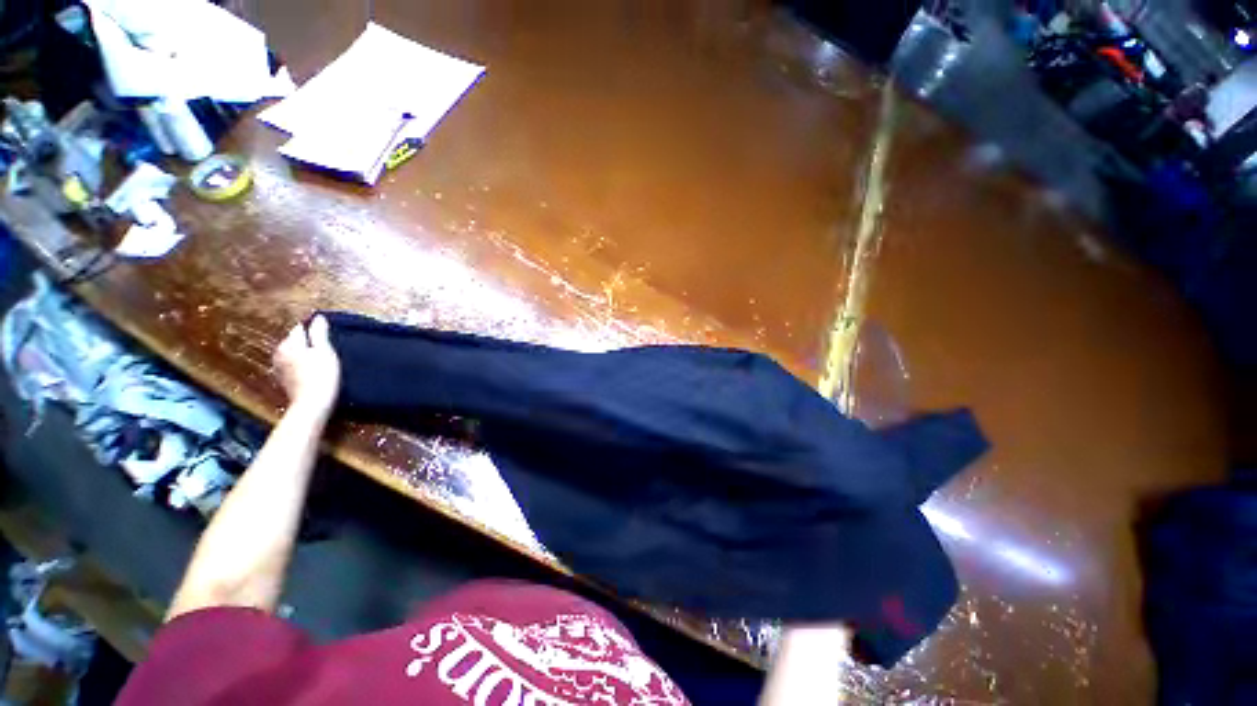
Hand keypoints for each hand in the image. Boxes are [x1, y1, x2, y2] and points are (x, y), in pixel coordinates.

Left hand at [273, 315, 340, 413]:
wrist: (313, 403)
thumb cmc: (322, 375)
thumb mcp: (324, 350)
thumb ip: (319, 333)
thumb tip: (318, 317)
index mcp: (289, 344)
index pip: (300, 328)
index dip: (313, 328)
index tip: (326, 330)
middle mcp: (279, 353)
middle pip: (294, 341)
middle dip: (307, 340)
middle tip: (325, 345)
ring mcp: (279, 368)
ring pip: (293, 353)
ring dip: (303, 353)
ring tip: (320, 357)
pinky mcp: (284, 380)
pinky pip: (292, 365)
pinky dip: (300, 364)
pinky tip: (311, 370)